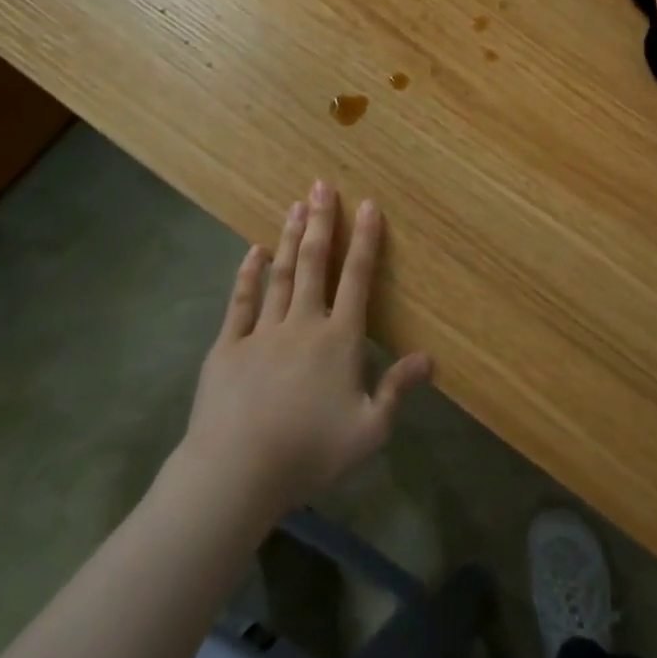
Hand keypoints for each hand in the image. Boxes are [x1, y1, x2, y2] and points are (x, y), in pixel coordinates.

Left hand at [171, 181, 431, 515]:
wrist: (235, 473)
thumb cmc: (309, 452)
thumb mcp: (369, 430)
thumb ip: (398, 390)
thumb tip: (429, 358)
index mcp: (339, 340)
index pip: (357, 279)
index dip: (366, 240)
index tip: (368, 205)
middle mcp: (302, 324)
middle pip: (315, 264)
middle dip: (321, 222)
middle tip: (322, 185)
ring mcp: (261, 333)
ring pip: (281, 275)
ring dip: (290, 239)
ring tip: (296, 205)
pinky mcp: (227, 348)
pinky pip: (240, 303)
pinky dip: (248, 275)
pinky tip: (254, 252)